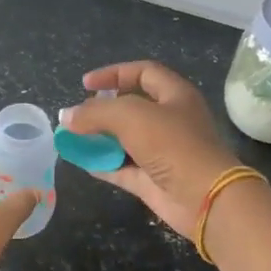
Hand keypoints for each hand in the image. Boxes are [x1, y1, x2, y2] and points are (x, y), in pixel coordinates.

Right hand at [59, 61, 243, 238]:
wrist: (204, 198)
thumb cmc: (173, 145)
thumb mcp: (131, 117)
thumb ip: (95, 113)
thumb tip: (66, 116)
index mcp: (175, 95)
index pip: (143, 73)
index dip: (114, 74)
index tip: (85, 84)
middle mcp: (171, 120)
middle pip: (133, 106)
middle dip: (103, 109)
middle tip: (79, 115)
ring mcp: (163, 152)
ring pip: (126, 139)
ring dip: (100, 138)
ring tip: (73, 138)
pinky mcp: (154, 179)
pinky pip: (124, 167)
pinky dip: (104, 164)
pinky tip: (82, 162)